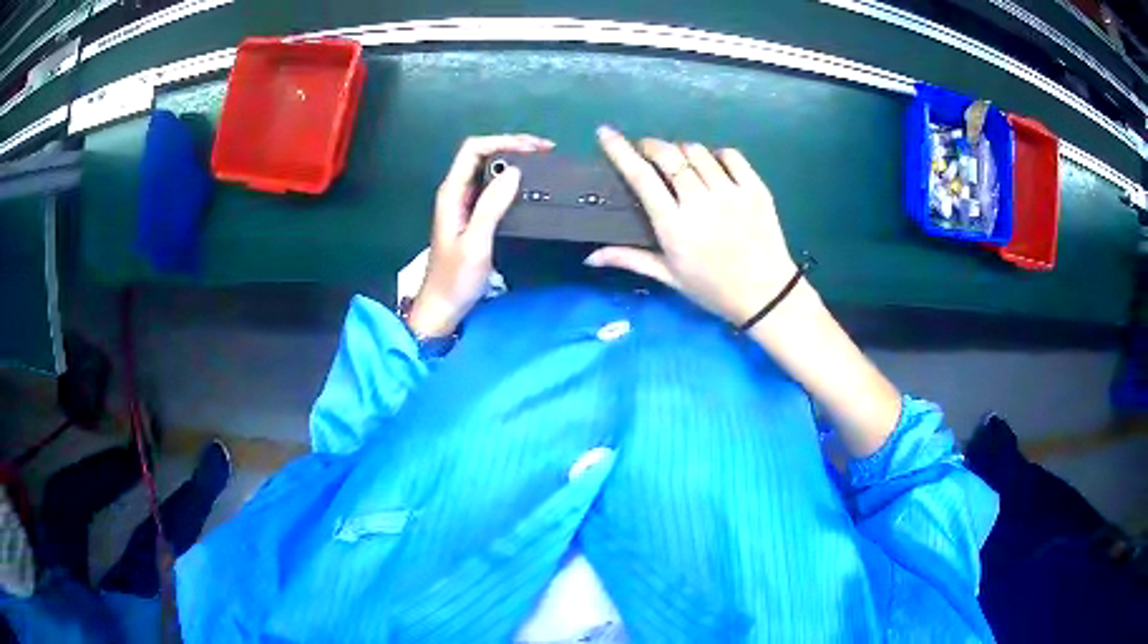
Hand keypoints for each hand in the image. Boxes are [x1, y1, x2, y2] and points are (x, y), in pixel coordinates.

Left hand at [408, 134, 554, 336]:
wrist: (442, 308)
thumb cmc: (456, 279)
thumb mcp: (476, 243)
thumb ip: (491, 206)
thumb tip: (515, 172)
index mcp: (452, 193)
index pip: (474, 149)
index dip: (503, 141)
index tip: (534, 148)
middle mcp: (457, 192)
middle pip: (482, 153)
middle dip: (514, 146)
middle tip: (547, 152)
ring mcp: (464, 204)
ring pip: (489, 169)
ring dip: (515, 161)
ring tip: (543, 164)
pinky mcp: (473, 216)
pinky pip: (493, 188)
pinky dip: (512, 181)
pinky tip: (529, 187)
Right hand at [585, 126, 795, 325]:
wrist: (766, 295)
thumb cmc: (713, 288)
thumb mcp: (669, 276)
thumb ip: (630, 259)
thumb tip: (590, 257)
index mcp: (675, 226)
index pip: (641, 177)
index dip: (620, 150)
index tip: (606, 132)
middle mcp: (701, 203)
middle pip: (670, 155)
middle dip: (652, 145)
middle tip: (647, 151)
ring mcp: (732, 193)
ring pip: (698, 151)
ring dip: (682, 150)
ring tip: (680, 162)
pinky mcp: (756, 189)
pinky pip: (731, 155)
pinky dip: (716, 154)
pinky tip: (713, 166)